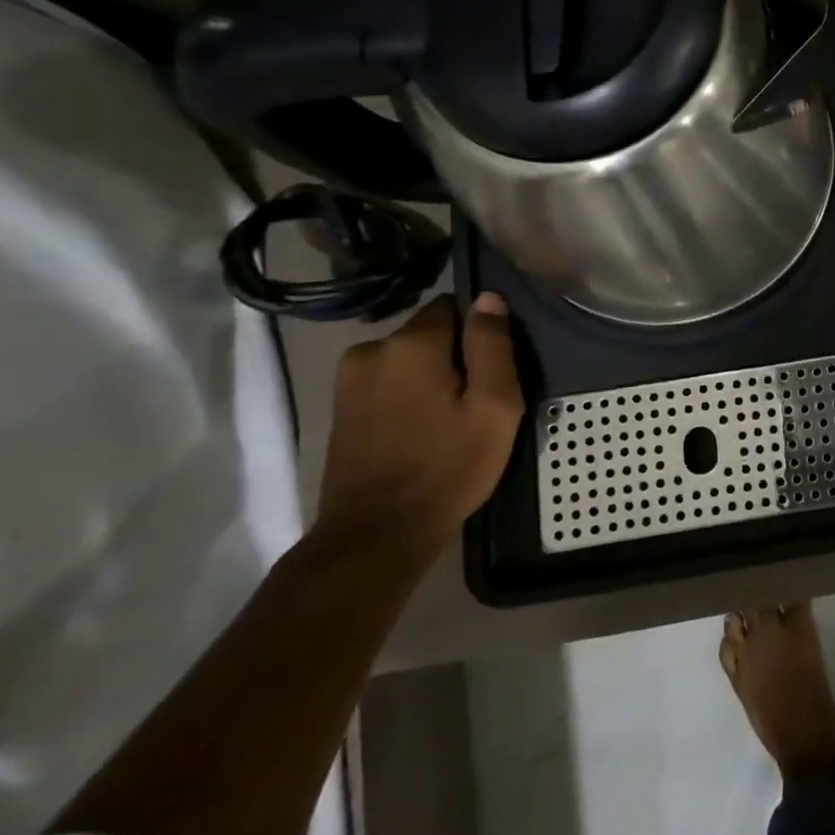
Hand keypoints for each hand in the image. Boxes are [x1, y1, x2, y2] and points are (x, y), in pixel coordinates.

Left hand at [317, 293, 524, 561]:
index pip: (455, 305)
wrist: (376, 537)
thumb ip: (493, 345)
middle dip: (456, 355)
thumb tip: (488, 297)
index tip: (495, 368)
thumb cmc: (448, 467)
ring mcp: (349, 380)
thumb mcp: (494, 406)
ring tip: (451, 419)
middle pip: (431, 332)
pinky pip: (388, 382)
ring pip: (409, 358)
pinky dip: (408, 395)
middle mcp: (372, 349)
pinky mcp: (340, 408)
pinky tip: (422, 430)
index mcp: (411, 343)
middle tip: (478, 400)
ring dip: (431, 376)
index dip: (481, 333)